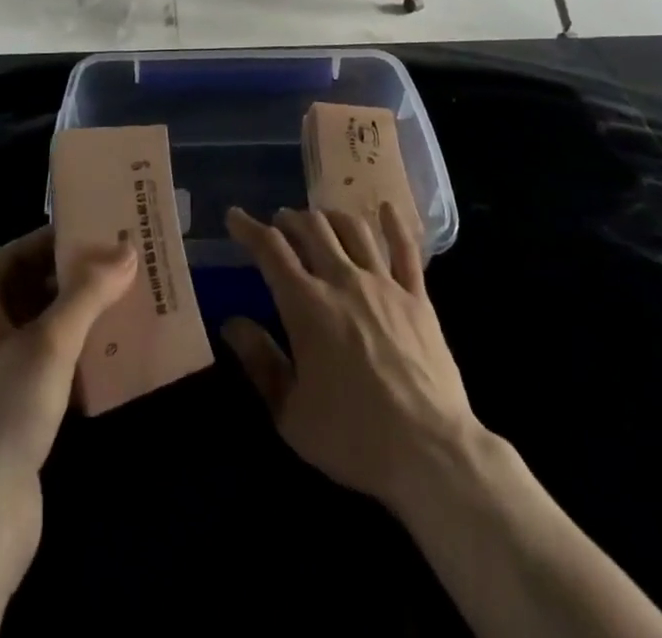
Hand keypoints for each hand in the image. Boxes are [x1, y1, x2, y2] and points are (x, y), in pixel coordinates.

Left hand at [0, 227, 136, 588]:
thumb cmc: (2, 412)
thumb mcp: (50, 342)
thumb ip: (88, 293)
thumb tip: (126, 249)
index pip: (15, 253)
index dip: (54, 239)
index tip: (99, 230)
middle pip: (33, 290)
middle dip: (77, 279)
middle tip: (125, 264)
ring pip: (46, 331)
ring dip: (84, 318)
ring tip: (131, 302)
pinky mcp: (14, 414)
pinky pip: (52, 369)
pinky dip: (81, 359)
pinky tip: (118, 356)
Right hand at [222, 204, 481, 516]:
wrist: (429, 452)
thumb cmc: (352, 438)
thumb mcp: (290, 413)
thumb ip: (260, 362)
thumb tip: (231, 323)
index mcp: (307, 306)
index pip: (271, 251)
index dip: (249, 228)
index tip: (235, 216)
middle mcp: (343, 281)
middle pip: (312, 229)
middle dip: (290, 219)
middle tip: (279, 223)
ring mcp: (384, 284)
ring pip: (353, 229)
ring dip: (330, 217)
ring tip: (320, 219)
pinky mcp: (418, 297)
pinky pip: (406, 250)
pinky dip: (393, 225)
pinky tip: (385, 208)